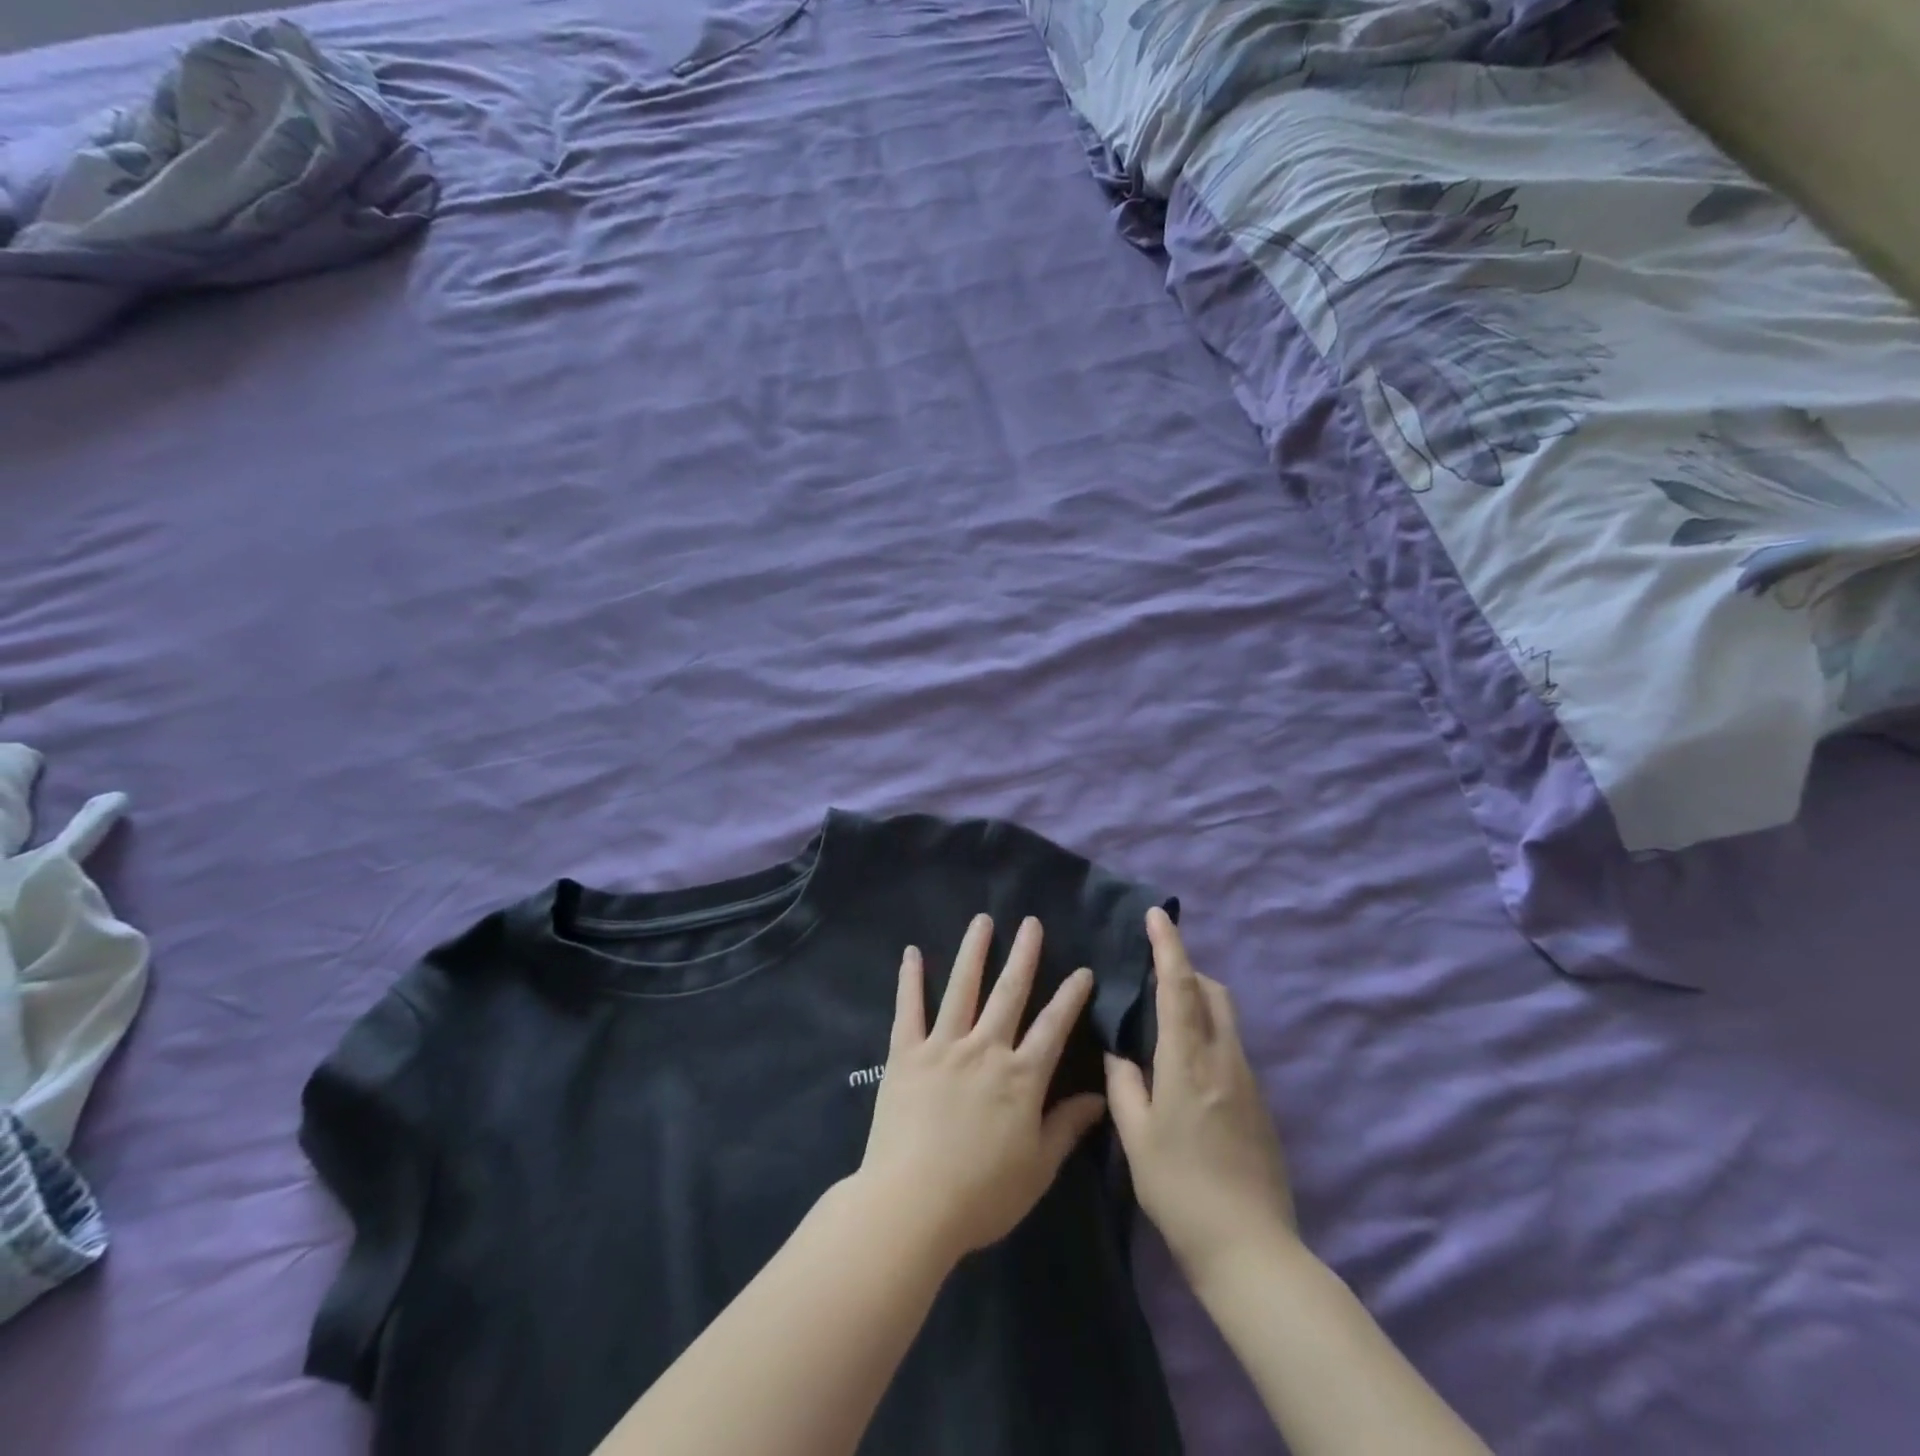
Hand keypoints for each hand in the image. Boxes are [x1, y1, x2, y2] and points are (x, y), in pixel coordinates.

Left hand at [855, 914, 1107, 1264]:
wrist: (912, 1205)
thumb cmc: (982, 1195)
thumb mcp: (1038, 1168)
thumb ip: (1067, 1127)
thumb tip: (1100, 1097)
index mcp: (1021, 1077)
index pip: (1053, 1026)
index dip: (1070, 996)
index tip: (1082, 970)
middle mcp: (985, 1050)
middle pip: (1009, 993)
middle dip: (1024, 955)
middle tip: (1031, 923)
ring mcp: (943, 1047)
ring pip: (962, 989)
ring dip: (973, 952)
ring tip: (981, 920)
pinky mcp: (906, 1054)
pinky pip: (908, 1009)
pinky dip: (909, 979)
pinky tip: (910, 952)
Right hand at [1105, 908, 1295, 1291]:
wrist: (1250, 1249)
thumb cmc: (1180, 1190)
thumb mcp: (1135, 1137)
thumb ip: (1124, 1086)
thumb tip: (1120, 1054)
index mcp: (1188, 1061)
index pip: (1179, 987)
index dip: (1168, 946)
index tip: (1157, 915)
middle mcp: (1223, 1059)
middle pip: (1212, 992)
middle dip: (1186, 969)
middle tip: (1153, 974)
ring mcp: (1247, 1080)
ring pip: (1225, 1018)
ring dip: (1199, 1000)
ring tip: (1164, 1016)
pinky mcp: (1259, 1102)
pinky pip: (1230, 1046)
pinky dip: (1208, 1032)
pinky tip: (1184, 1065)